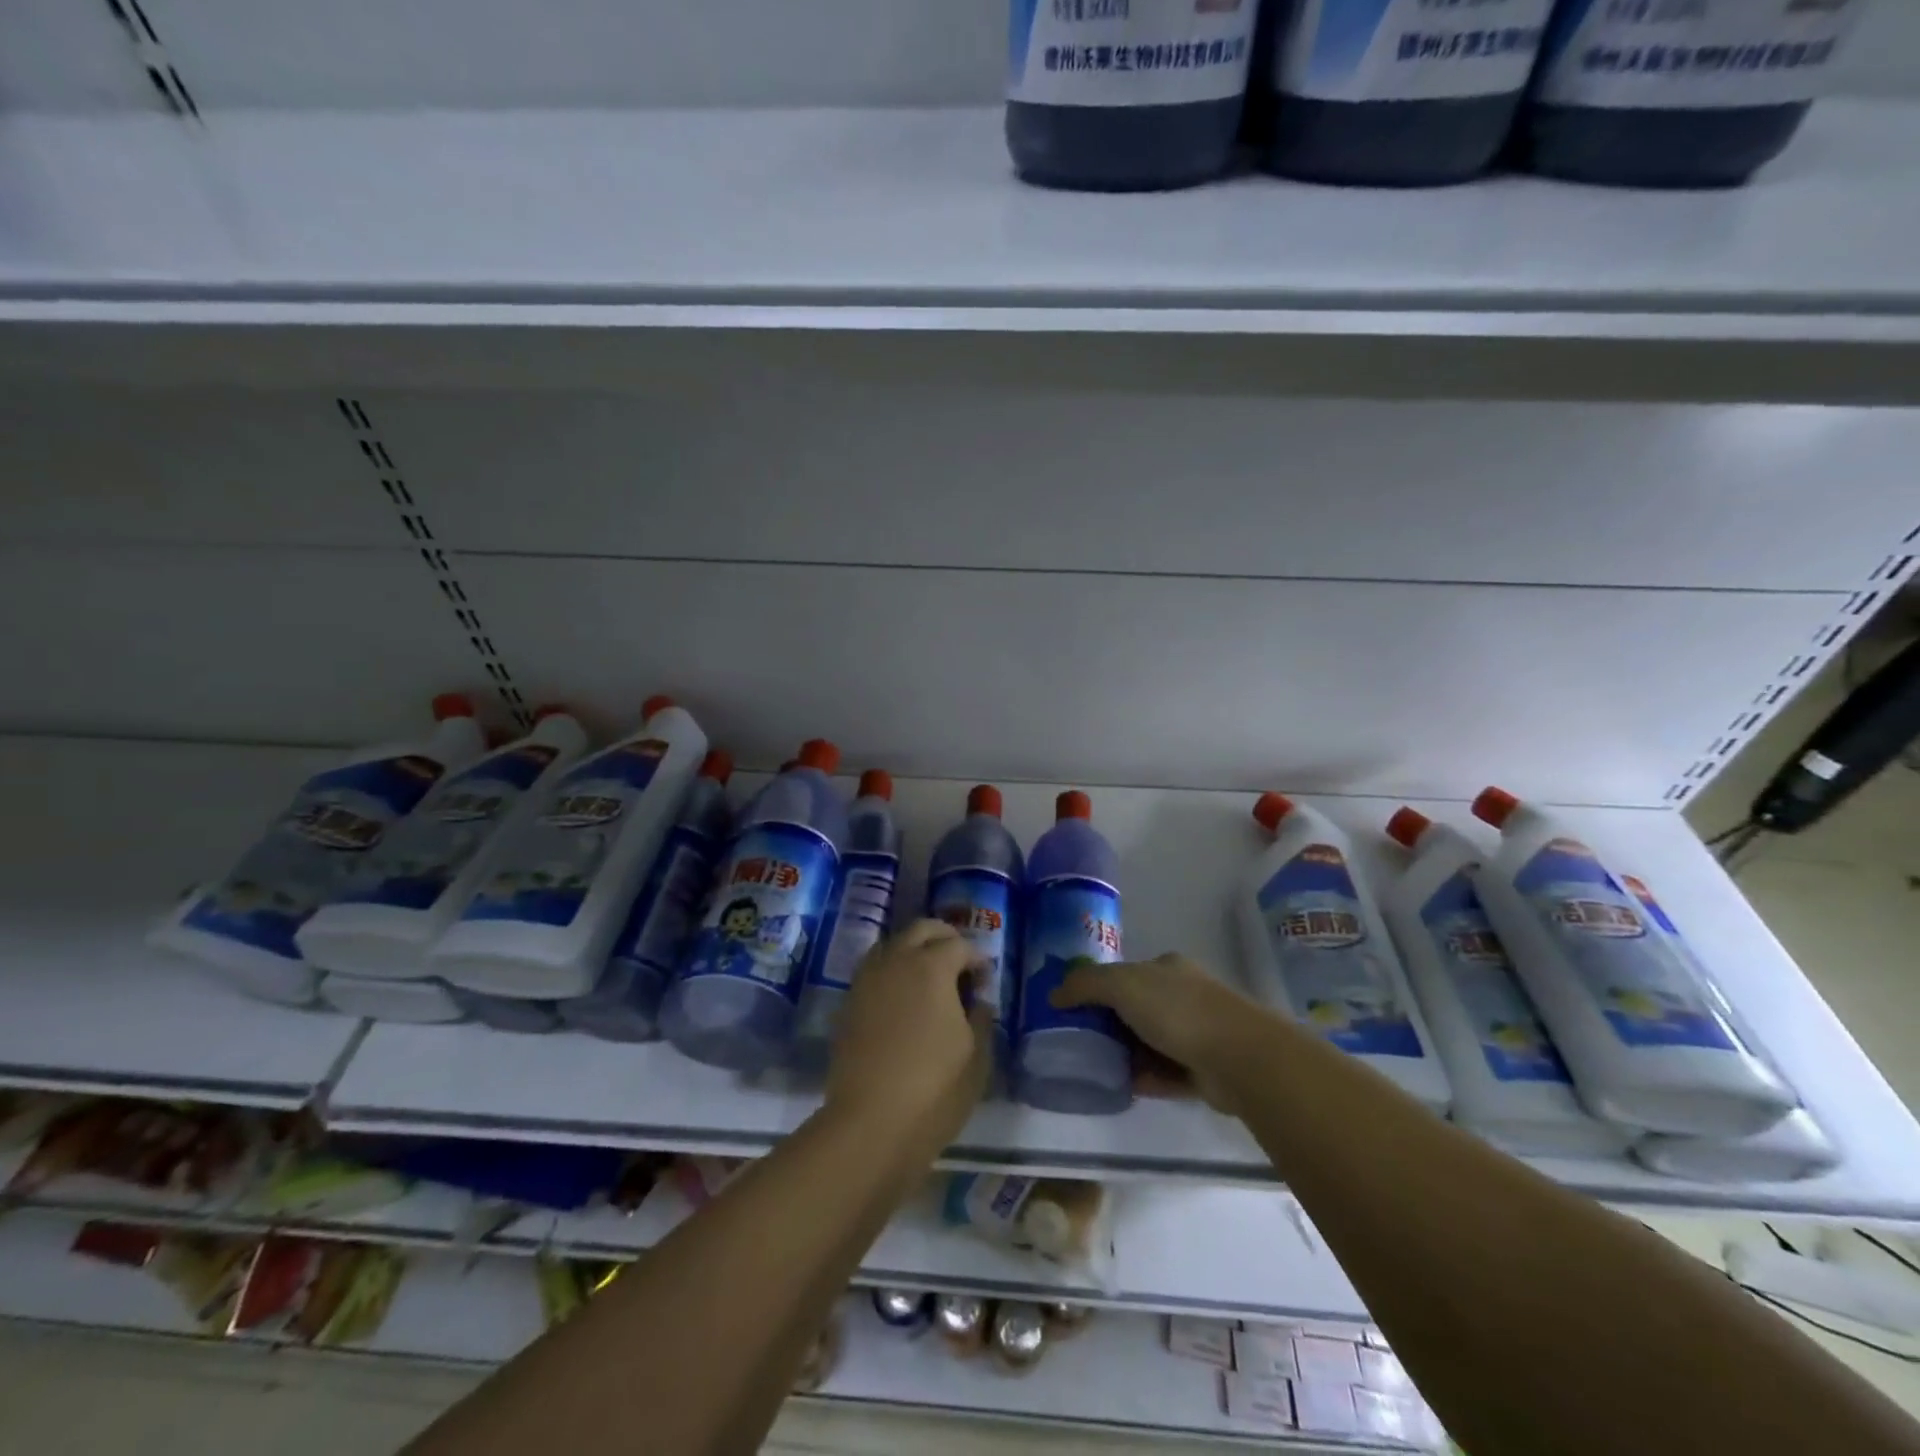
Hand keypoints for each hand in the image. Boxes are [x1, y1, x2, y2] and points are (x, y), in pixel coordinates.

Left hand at [825, 920, 991, 1151]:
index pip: (959, 945)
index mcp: (931, 967)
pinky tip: (903, 998)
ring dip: (914, 950)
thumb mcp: (977, 1056)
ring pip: (892, 944)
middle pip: (921, 929)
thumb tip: (975, 1000)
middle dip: (945, 937)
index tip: (985, 981)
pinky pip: (874, 969)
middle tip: (960, 962)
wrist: (869, 1123)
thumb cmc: (934, 1089)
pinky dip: (892, 970)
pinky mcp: (849, 1002)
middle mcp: (896, 961)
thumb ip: (980, 1017)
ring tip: (930, 977)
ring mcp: (867, 979)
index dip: (977, 959)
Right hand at [1051, 953, 1267, 1112]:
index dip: (1100, 988)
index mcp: (1167, 968)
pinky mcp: (1204, 1070)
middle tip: (1079, 1041)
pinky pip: (1165, 1073)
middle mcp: (1184, 995)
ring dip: (1126, 1054)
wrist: (1239, 1057)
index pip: (1127, 973)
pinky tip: (1120, 1087)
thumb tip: (1054, 994)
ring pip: (1151, 1042)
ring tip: (1094, 1068)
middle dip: (1111, 1024)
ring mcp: (1197, 1033)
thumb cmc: (1177, 1010)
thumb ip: (1085, 984)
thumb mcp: (1122, 985)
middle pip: (1137, 1008)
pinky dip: (1144, 1079)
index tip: (1074, 1009)